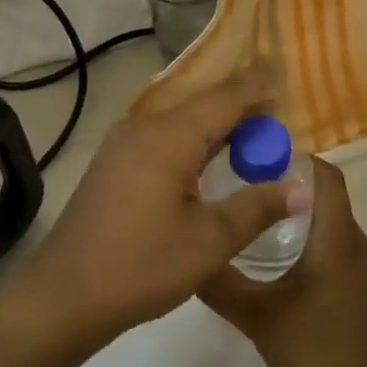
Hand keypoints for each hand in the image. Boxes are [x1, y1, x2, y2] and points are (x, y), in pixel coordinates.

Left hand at [19, 65, 310, 338]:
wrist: (64, 294)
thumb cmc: (142, 266)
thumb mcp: (209, 241)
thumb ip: (257, 208)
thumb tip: (302, 189)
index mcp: (169, 136)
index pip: (224, 98)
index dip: (258, 86)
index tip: (285, 72)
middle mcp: (144, 127)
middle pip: (202, 105)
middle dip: (241, 108)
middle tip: (278, 117)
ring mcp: (123, 143)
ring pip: (182, 121)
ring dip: (217, 127)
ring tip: (253, 136)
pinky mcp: (114, 163)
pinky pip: (164, 137)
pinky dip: (194, 141)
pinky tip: (209, 160)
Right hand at [201, 158, 366, 366]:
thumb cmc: (315, 349)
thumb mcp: (257, 315)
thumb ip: (220, 283)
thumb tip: (187, 251)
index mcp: (336, 236)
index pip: (325, 175)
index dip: (294, 157)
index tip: (254, 155)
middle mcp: (352, 240)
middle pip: (322, 192)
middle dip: (284, 181)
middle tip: (239, 180)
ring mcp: (355, 263)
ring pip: (324, 218)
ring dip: (291, 209)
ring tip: (247, 209)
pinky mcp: (352, 283)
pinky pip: (327, 240)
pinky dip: (301, 233)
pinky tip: (267, 251)